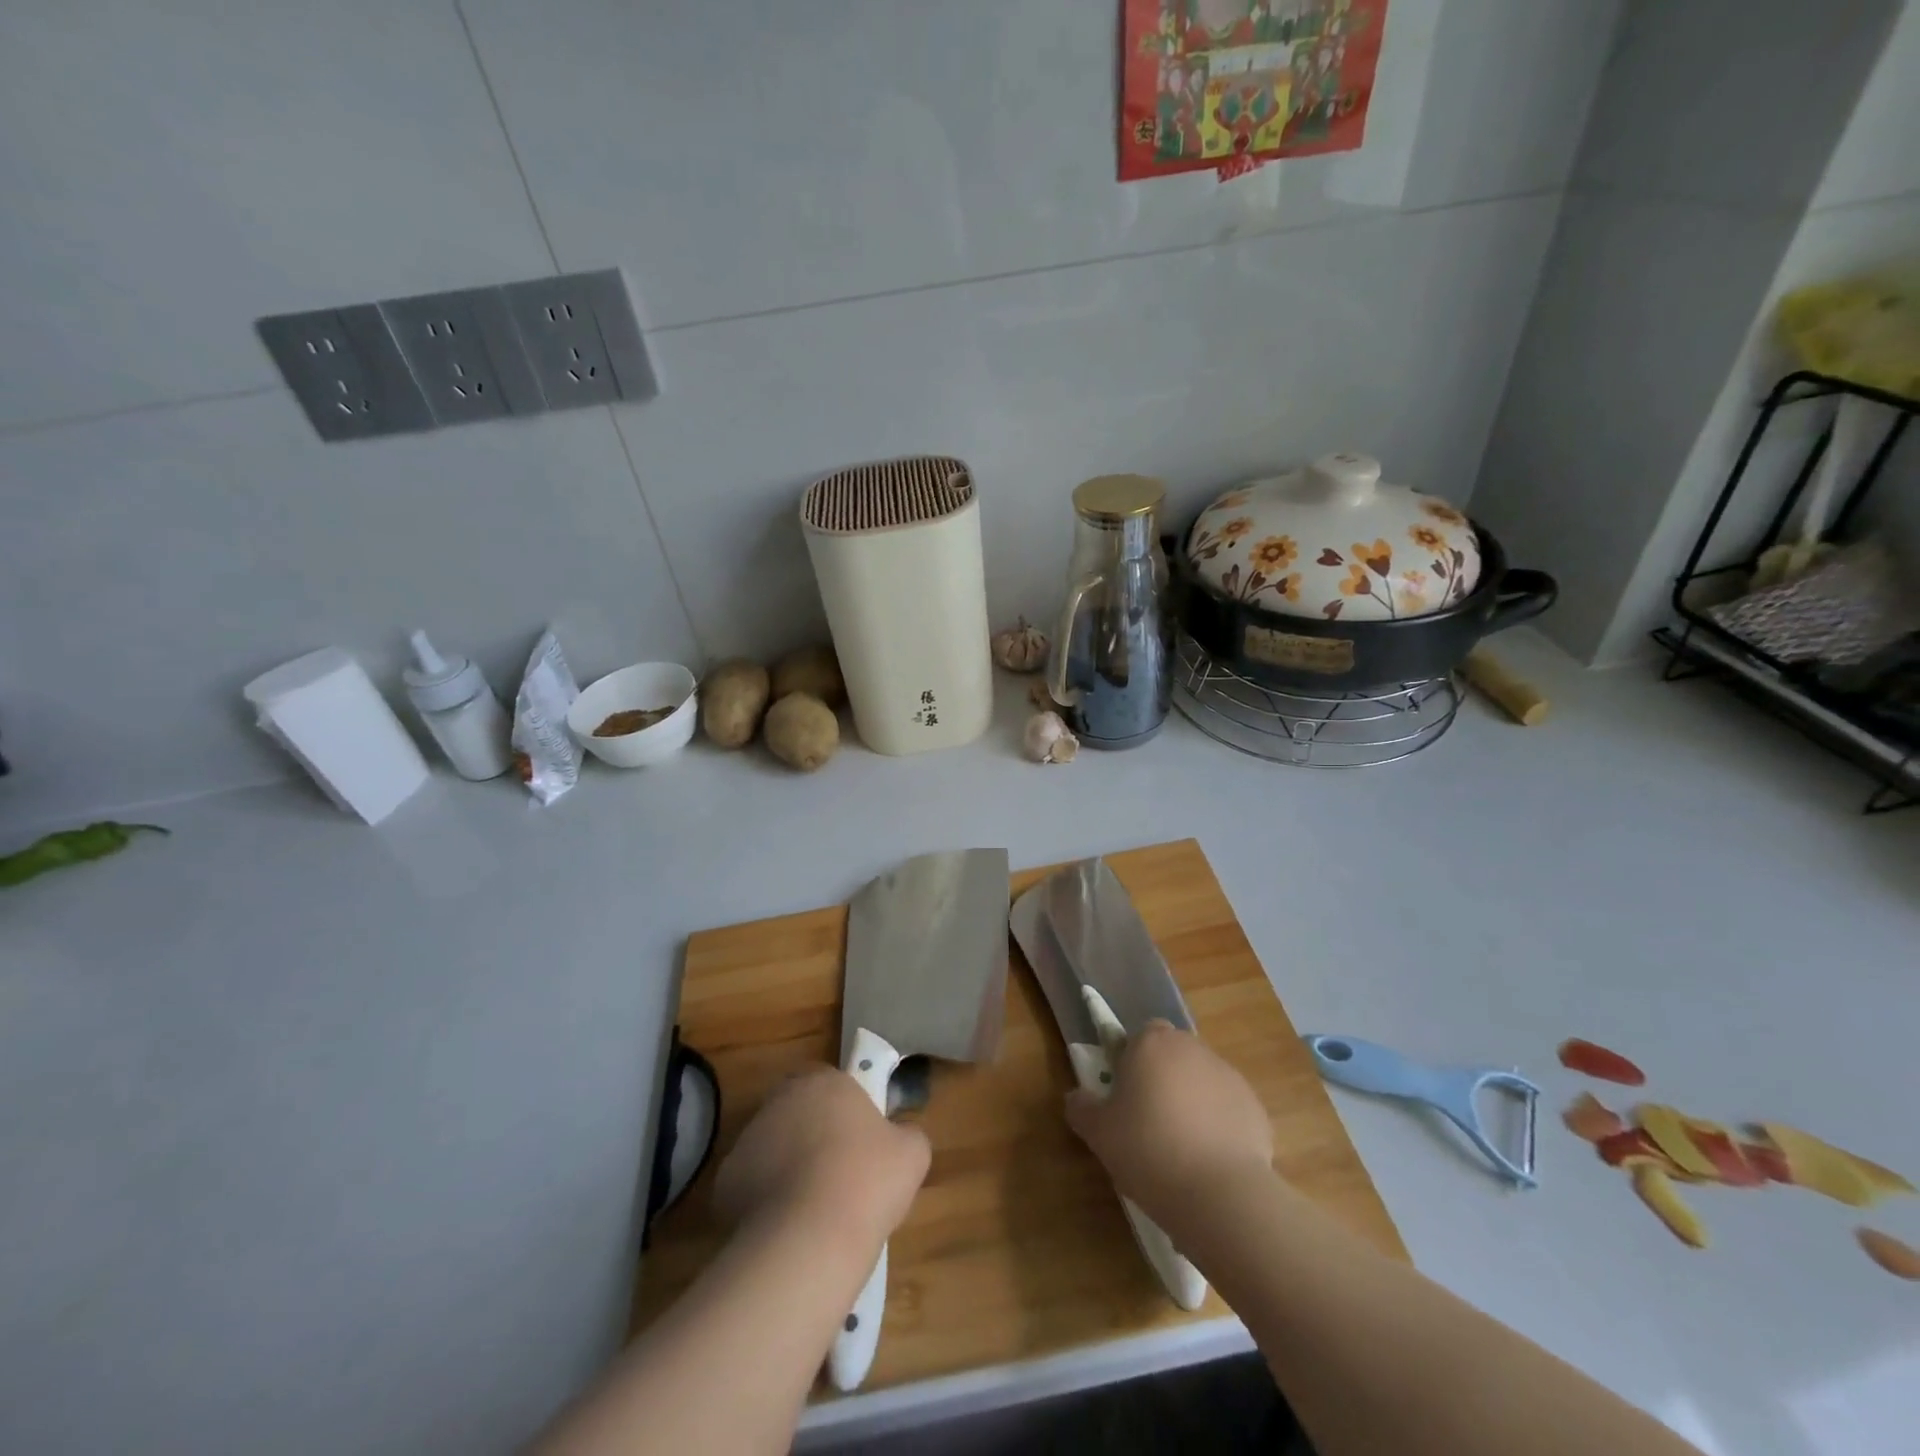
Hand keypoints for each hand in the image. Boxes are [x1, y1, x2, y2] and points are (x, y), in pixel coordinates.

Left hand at [715, 1068, 930, 1250]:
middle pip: (798, 1113)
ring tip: (813, 1211)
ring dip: (788, 1168)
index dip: (845, 1111)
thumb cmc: (867, 1181)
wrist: (809, 1239)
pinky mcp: (725, 1182)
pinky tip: (787, 1229)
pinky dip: (765, 1202)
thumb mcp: (912, 1154)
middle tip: (838, 1175)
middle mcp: (781, 1100)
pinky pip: (751, 1186)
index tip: (859, 1143)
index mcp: (824, 1082)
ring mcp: (748, 1139)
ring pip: (773, 1148)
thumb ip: (906, 1134)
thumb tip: (899, 1137)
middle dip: (813, 1137)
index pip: (831, 1083)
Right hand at [1065, 1021, 1273, 1230]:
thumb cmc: (1148, 1151)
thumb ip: (1082, 1108)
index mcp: (1151, 1043)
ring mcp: (1229, 1076)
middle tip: (1148, 1123)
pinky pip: (1228, 1110)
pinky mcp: (1255, 1108)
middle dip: (1162, 1080)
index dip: (1131, 1063)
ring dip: (1191, 1103)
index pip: (1139, 1036)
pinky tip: (1209, 1163)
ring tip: (1181, 1150)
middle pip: (1172, 1056)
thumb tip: (1077, 1098)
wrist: (1220, 1194)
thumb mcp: (1098, 1133)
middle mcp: (1192, 1048)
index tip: (1125, 1097)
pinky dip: (1219, 1127)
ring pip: (1201, 1082)